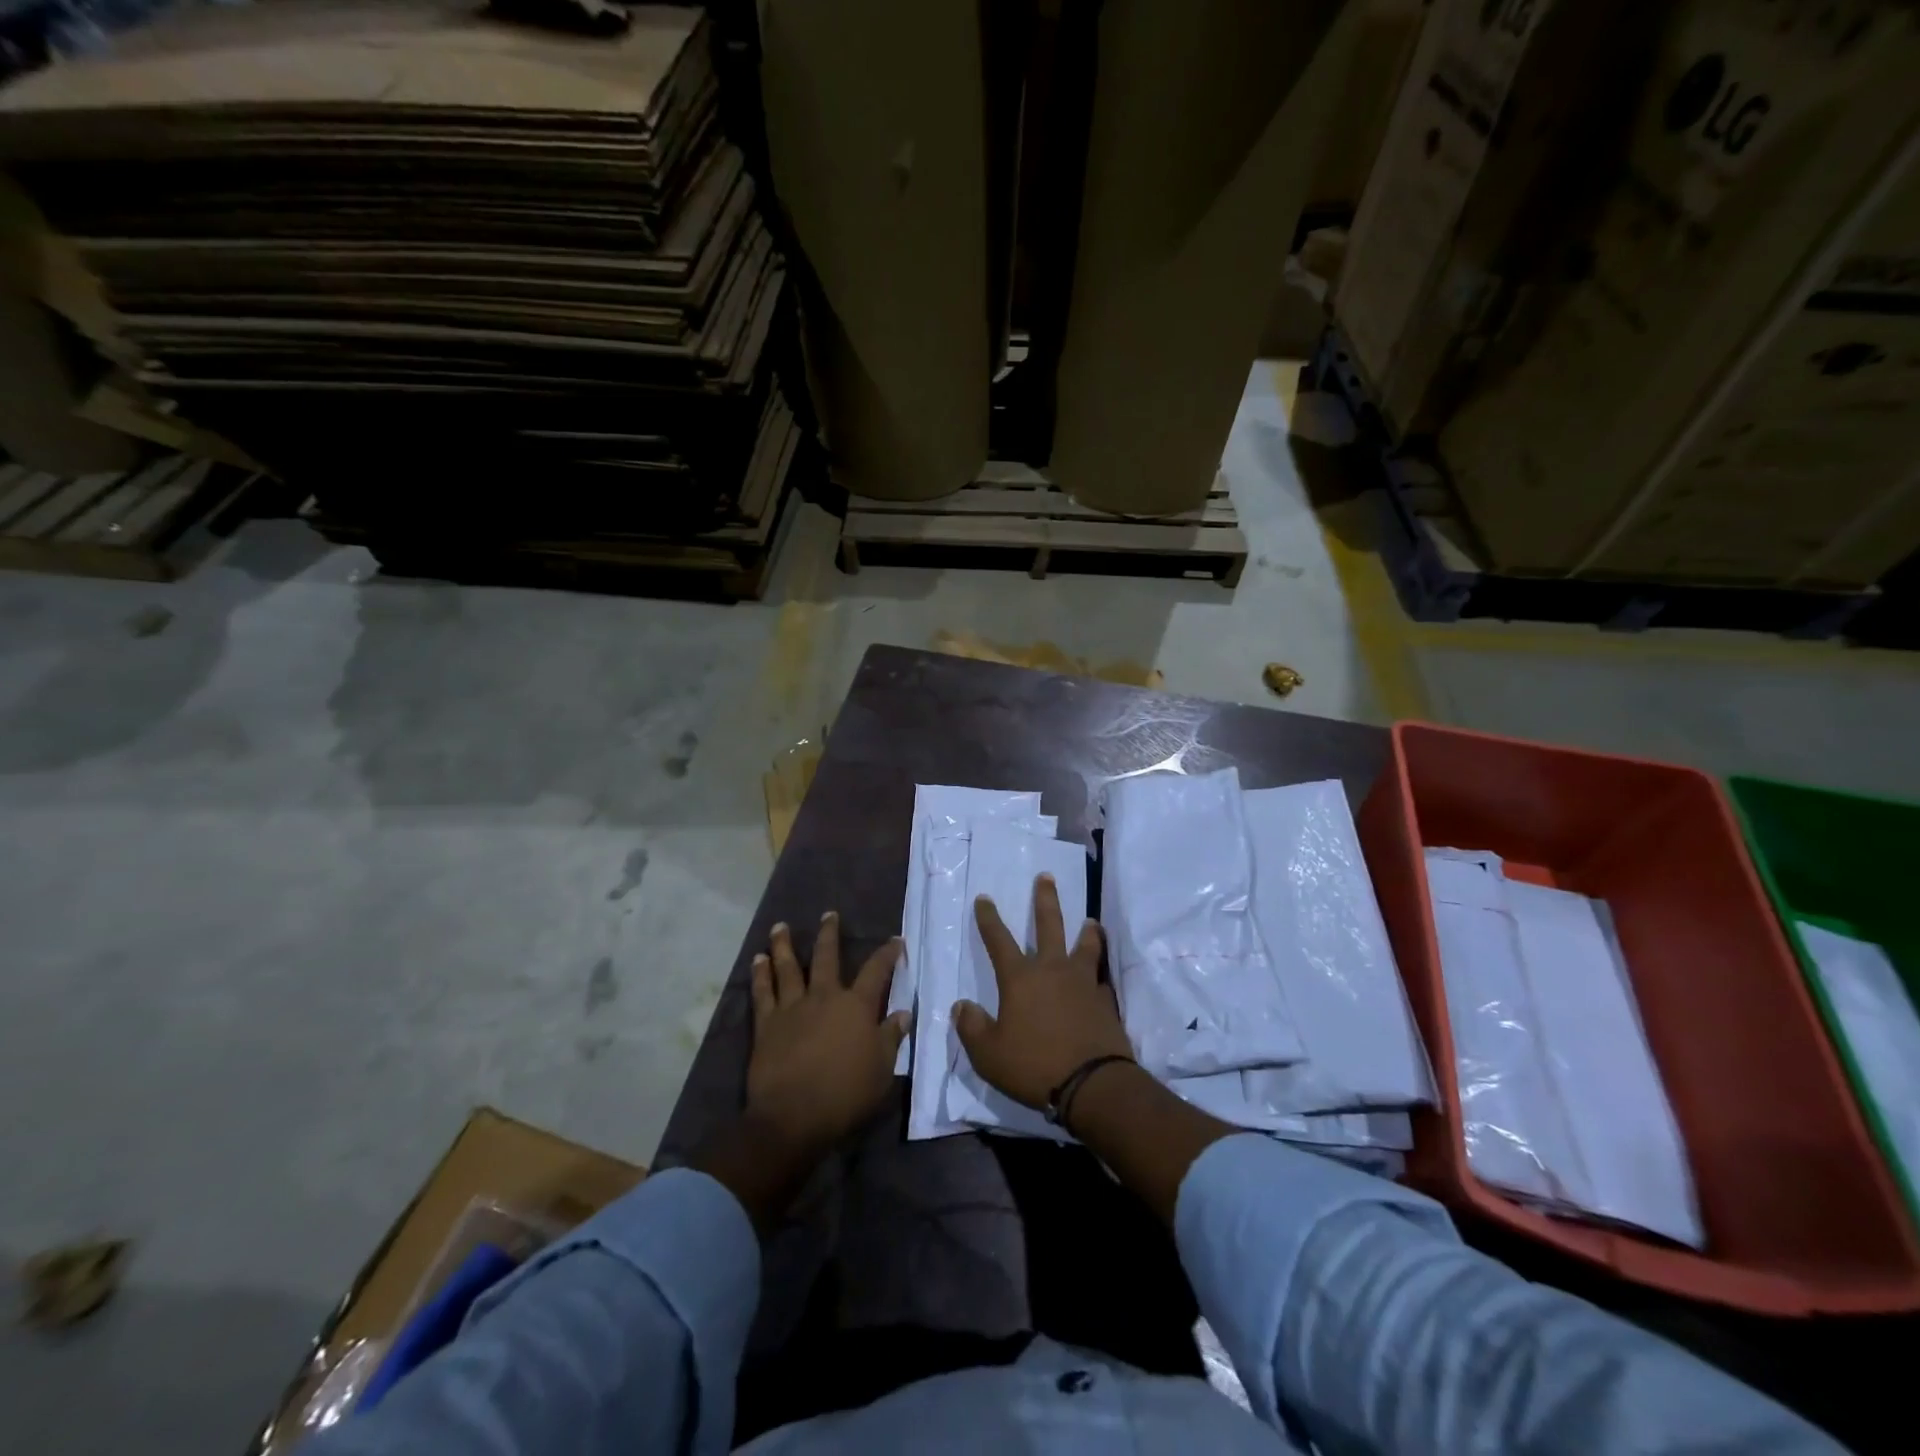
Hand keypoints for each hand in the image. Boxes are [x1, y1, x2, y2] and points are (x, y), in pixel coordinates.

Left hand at [747, 913, 908, 1153]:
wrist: (793, 1116)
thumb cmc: (845, 1094)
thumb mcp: (881, 1069)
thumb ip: (891, 1038)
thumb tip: (902, 1014)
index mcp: (856, 1006)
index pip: (876, 971)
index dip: (888, 954)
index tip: (895, 941)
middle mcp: (824, 997)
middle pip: (826, 957)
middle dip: (830, 934)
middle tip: (829, 914)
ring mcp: (792, 1008)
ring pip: (788, 968)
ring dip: (784, 945)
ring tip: (780, 927)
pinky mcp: (767, 1024)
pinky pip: (762, 992)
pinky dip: (760, 974)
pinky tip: (757, 960)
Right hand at [954, 874, 1133, 1110]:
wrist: (1093, 1083)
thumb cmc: (1033, 1065)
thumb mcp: (988, 1054)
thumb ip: (971, 1027)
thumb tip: (961, 1006)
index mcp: (1020, 978)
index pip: (998, 940)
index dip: (989, 918)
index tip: (984, 898)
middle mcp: (1052, 969)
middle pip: (1049, 925)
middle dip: (1045, 899)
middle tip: (1046, 877)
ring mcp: (1083, 982)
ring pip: (1085, 945)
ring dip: (1086, 930)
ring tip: (1090, 920)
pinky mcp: (1106, 1000)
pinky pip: (1102, 977)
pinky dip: (1100, 971)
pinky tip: (1101, 975)